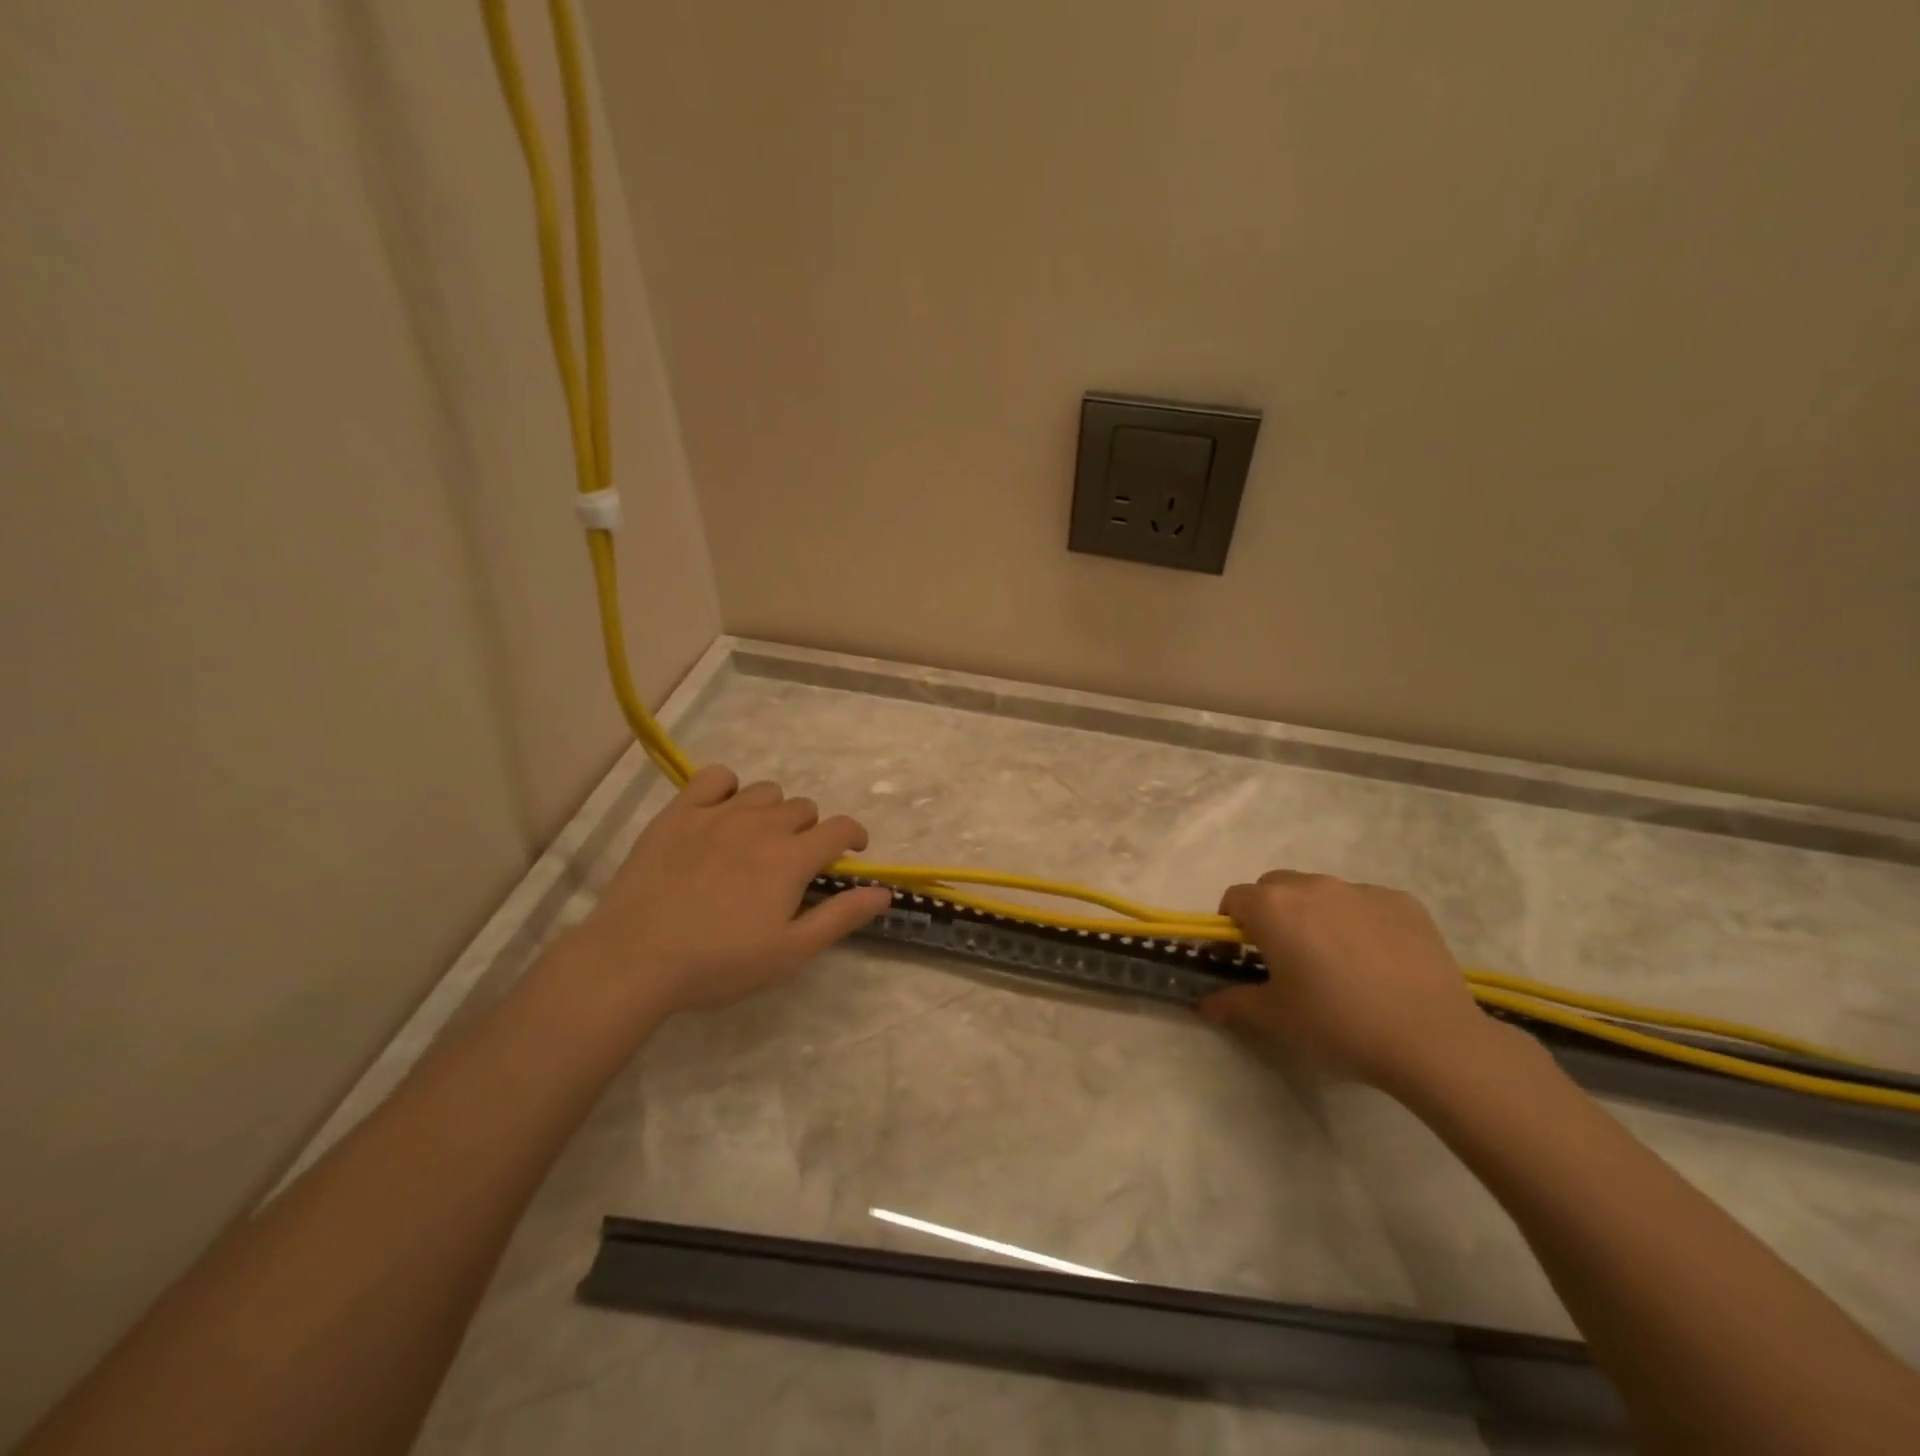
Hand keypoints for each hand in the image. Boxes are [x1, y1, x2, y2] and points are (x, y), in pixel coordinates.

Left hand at [563, 765, 892, 1017]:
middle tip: (792, 863)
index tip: (851, 852)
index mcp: (792, 858)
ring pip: (764, 791)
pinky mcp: (679, 813)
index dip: (853, 836)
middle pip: (803, 808)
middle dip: (809, 830)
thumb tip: (883, 891)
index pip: (840, 828)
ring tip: (757, 839)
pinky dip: (727, 788)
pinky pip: (714, 777)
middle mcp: (761, 825)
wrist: (635, 958)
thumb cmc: (719, 963)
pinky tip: (720, 812)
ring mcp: (718, 814)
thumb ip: (840, 917)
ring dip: (772, 811)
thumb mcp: (790, 952)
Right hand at [1201, 870, 1497, 1094]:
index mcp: (1273, 906)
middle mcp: (1312, 886)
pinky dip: (1360, 923)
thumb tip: (1206, 1004)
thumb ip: (1233, 1003)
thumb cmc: (1337, 1023)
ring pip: (1322, 893)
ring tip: (1336, 963)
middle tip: (1286, 959)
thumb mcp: (1275, 1019)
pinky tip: (1378, 963)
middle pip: (1276, 888)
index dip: (1231, 928)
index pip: (1234, 899)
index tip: (1242, 959)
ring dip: (1315, 915)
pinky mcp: (1403, 903)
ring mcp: (1361, 890)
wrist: (1432, 1039)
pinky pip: (1366, 904)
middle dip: (1271, 915)